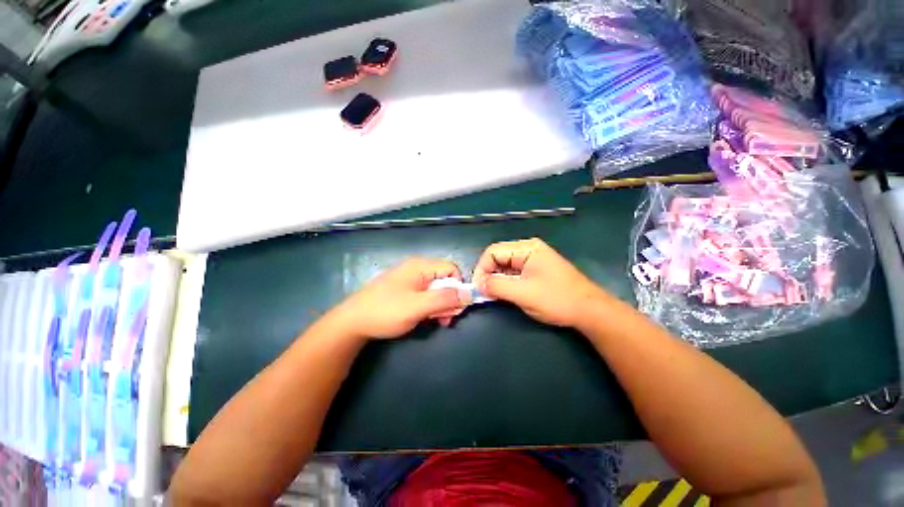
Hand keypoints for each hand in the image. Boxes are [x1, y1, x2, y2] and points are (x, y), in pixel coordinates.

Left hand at [331, 258, 467, 339]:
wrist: (353, 322)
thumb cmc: (386, 311)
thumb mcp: (418, 306)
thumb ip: (444, 299)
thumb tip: (469, 293)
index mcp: (420, 266)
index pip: (451, 269)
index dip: (458, 287)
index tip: (455, 307)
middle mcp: (417, 269)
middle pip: (444, 280)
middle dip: (449, 299)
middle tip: (445, 319)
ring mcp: (410, 279)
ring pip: (436, 289)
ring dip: (440, 305)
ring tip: (435, 321)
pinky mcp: (405, 290)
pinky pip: (425, 295)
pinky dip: (430, 306)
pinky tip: (425, 318)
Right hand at [472, 238, 606, 327]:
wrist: (590, 311)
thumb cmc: (557, 300)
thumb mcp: (523, 293)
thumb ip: (497, 286)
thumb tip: (478, 284)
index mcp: (526, 248)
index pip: (493, 252)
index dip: (482, 268)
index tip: (478, 287)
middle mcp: (528, 250)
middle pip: (498, 257)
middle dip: (488, 274)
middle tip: (484, 293)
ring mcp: (533, 260)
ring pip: (505, 266)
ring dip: (496, 279)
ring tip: (493, 295)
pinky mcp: (536, 271)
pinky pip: (514, 273)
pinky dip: (506, 283)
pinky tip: (504, 294)